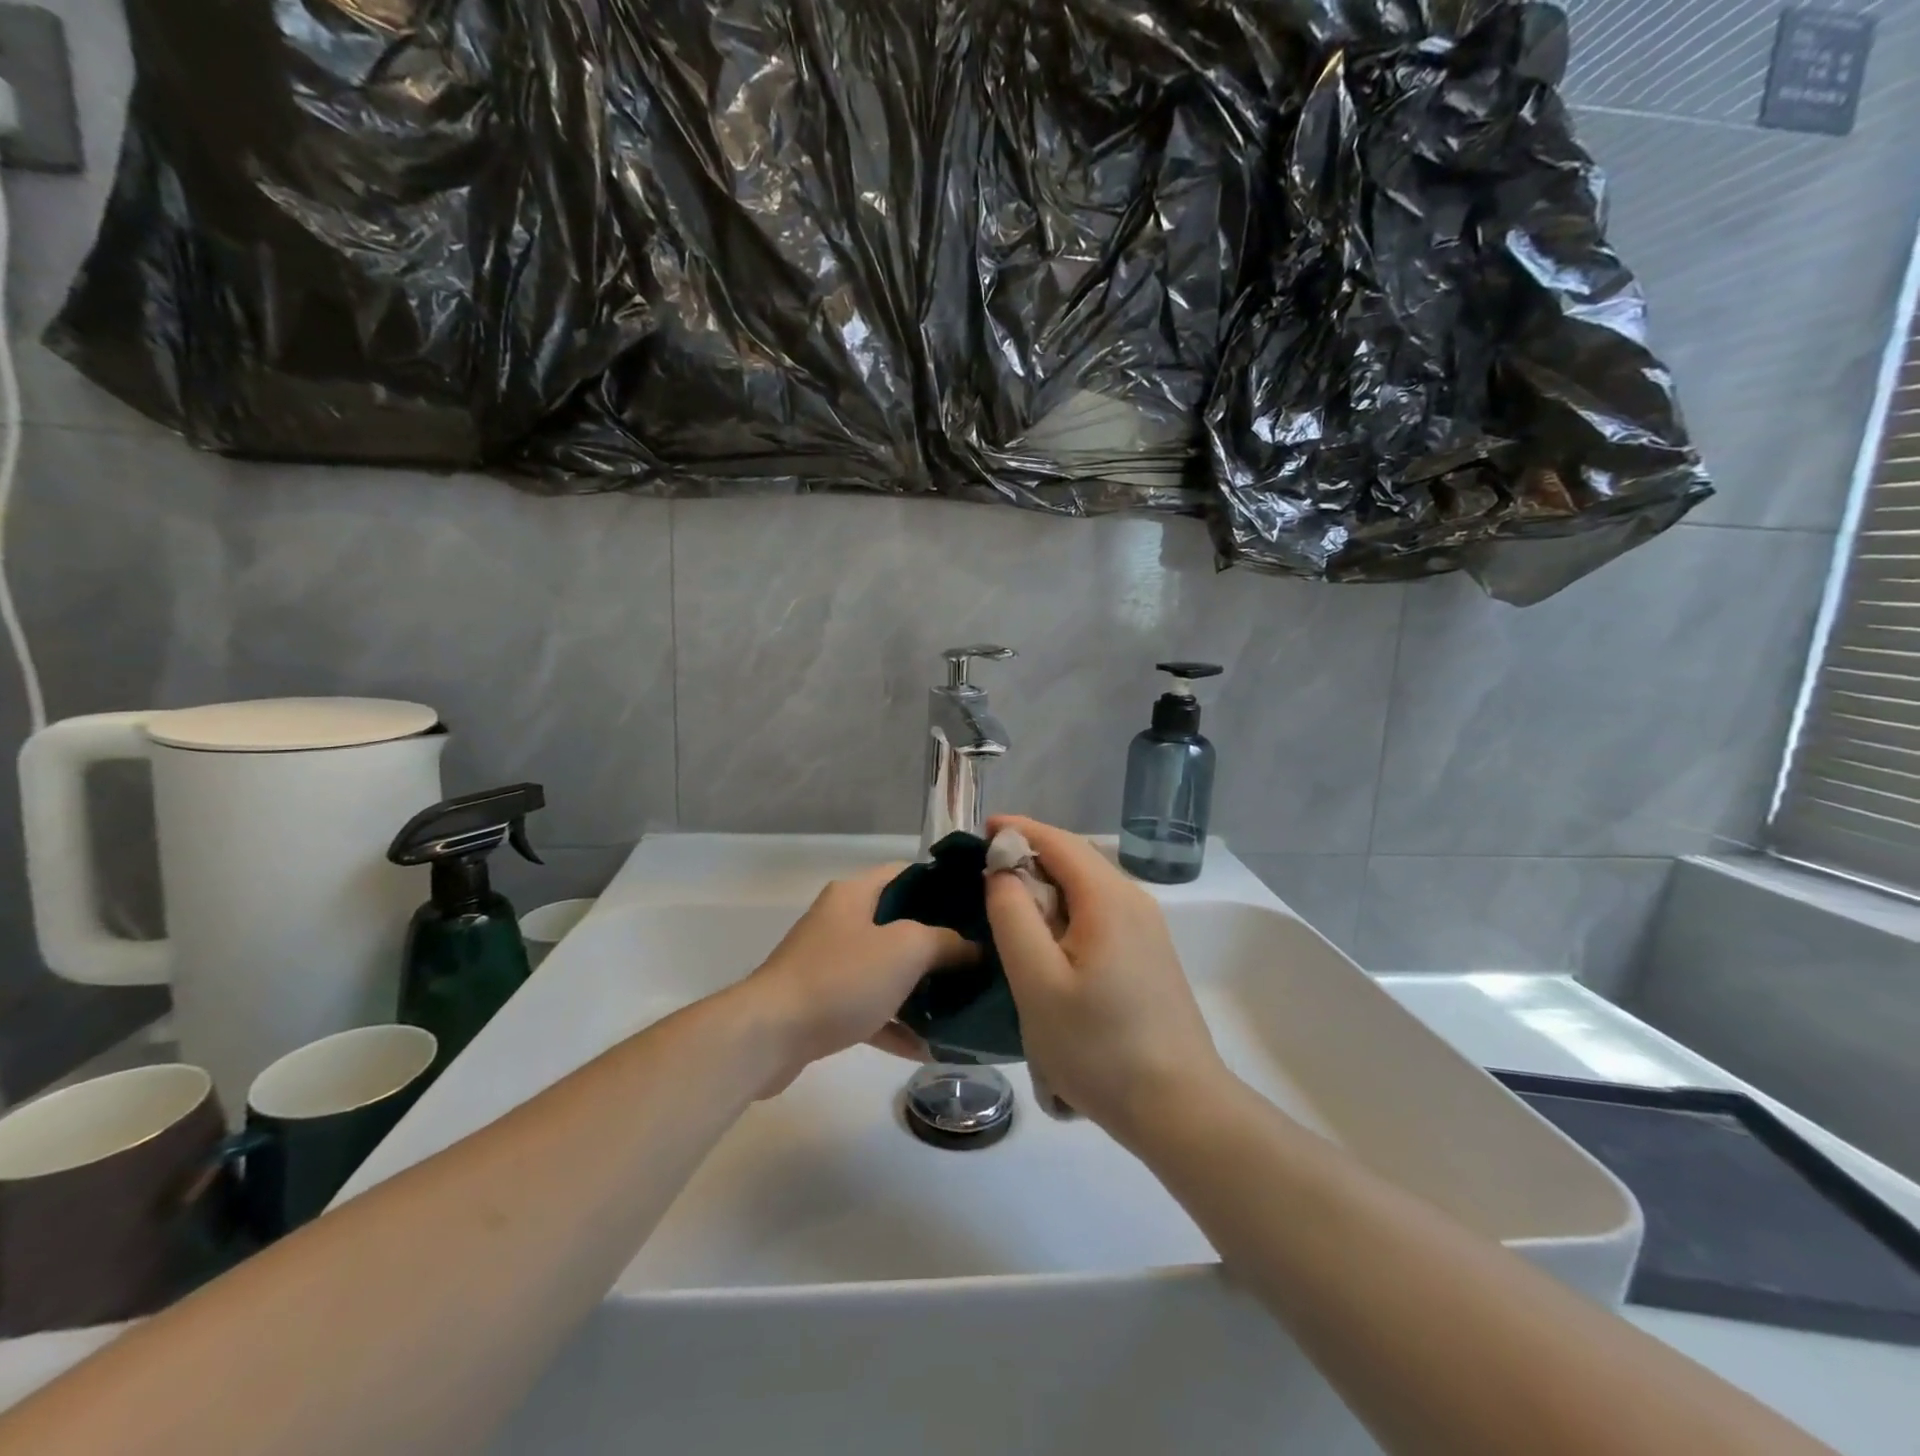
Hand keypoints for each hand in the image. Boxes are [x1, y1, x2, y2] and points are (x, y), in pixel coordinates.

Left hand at [739, 863, 970, 1095]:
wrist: (769, 1036)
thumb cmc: (840, 978)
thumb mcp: (906, 949)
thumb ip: (946, 942)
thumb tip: (974, 947)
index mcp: (855, 894)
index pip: (906, 873)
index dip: (942, 885)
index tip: (978, 906)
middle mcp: (841, 922)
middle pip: (899, 923)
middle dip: (939, 942)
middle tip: (978, 958)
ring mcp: (830, 964)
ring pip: (887, 969)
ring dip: (921, 987)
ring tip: (963, 1003)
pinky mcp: (824, 1005)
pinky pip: (871, 1008)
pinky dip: (897, 1023)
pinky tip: (930, 1047)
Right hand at [984, 816, 1231, 1142]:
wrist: (1179, 1108)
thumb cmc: (1099, 1046)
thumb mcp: (1037, 982)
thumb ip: (1013, 916)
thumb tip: (1003, 871)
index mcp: (1108, 898)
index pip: (1058, 841)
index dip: (1018, 830)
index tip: (978, 832)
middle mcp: (1134, 901)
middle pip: (1076, 860)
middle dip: (1030, 856)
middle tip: (983, 874)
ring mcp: (1147, 930)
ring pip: (1088, 889)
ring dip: (1047, 888)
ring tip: (1007, 907)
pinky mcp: (1149, 956)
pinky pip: (1100, 914)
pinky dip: (1066, 912)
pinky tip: (1047, 943)